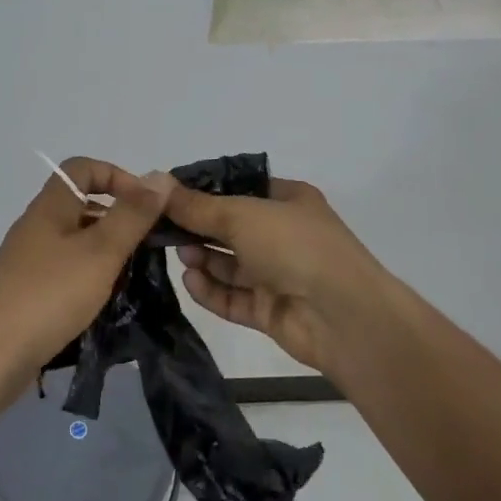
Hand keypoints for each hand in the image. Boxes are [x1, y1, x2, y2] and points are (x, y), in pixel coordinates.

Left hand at [0, 158, 177, 375]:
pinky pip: (65, 268)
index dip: (117, 176)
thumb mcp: (101, 251)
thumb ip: (132, 215)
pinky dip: (89, 274)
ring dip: (106, 249)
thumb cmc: (51, 294)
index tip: (146, 206)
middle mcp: (36, 225)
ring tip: (132, 274)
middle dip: (118, 217)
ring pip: (75, 239)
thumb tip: (159, 177)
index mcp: (50, 206)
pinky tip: (104, 298)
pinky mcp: (27, 289)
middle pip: (80, 203)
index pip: (83, 168)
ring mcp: (28, 259)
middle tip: (147, 244)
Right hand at [167, 177, 389, 374]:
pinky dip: (211, 289)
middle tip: (161, 229)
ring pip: (229, 264)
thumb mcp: (242, 214)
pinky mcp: (269, 310)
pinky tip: (190, 281)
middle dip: (197, 229)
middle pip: (230, 228)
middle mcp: (283, 235)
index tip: (166, 197)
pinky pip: (232, 297)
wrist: (343, 315)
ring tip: (179, 255)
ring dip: (202, 259)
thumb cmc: (295, 246)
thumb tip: (158, 185)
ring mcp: (278, 275)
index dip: (204, 192)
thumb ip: (197, 206)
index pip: (239, 189)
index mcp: (288, 201)